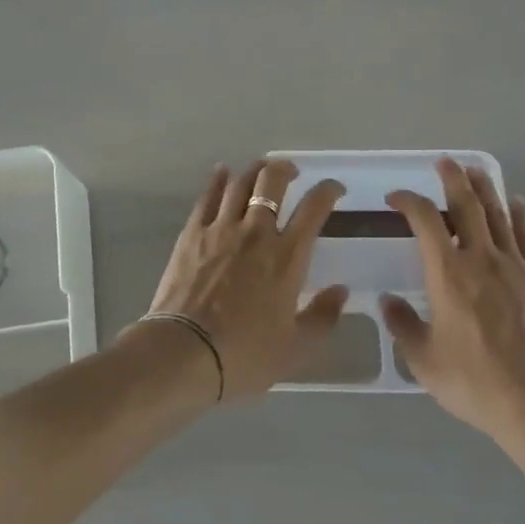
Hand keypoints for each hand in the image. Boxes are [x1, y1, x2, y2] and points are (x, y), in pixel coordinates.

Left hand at [142, 159, 348, 399]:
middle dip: (285, 169)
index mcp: (287, 257)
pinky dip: (218, 180)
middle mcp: (257, 232)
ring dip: (254, 169)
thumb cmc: (244, 355)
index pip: (314, 209)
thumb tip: (340, 291)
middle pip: (273, 182)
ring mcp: (221, 229)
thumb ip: (322, 317)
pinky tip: (222, 172)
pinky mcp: (192, 233)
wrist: (184, 354)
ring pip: (240, 182)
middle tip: (292, 172)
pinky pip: (207, 196)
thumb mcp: (295, 348)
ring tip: (261, 168)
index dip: (328, 191)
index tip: (334, 188)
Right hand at [381, 158, 524, 439]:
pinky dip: (520, 215)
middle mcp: (480, 259)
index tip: (396, 198)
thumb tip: (387, 301)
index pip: (425, 221)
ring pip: (498, 214)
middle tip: (444, 162)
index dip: (408, 201)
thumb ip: (403, 325)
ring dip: (485, 187)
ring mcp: (515, 266)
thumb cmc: (474, 381)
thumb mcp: (424, 360)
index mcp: (447, 273)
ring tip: (475, 169)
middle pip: (466, 205)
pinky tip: (517, 202)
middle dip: (452, 179)